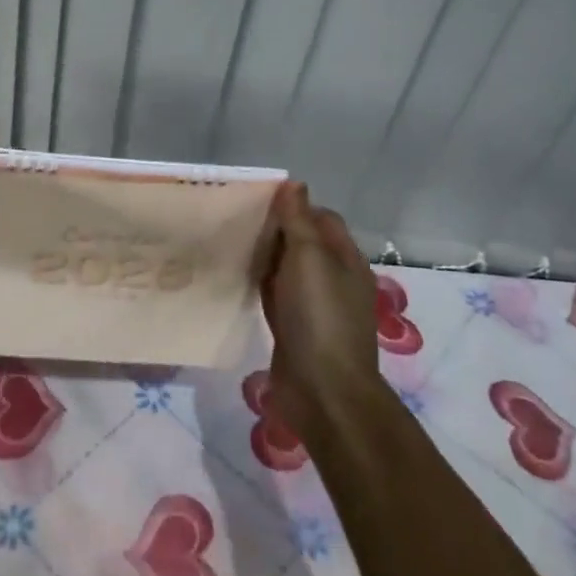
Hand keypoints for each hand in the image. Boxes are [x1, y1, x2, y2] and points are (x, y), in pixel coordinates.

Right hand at [256, 182, 380, 428]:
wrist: (323, 391)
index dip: (294, 206)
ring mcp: (313, 307)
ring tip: (229, 243)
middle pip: (303, 243)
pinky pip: (275, 296)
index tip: (258, 201)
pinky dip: (259, 284)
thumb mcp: (309, 258)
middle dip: (275, 230)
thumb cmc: (319, 316)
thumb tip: (294, 184)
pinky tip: (235, 278)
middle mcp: (333, 280)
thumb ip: (299, 220)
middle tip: (236, 219)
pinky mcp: (293, 328)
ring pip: (286, 270)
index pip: (322, 218)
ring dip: (265, 258)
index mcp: (345, 260)